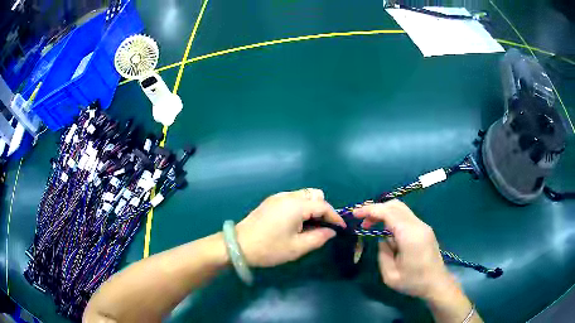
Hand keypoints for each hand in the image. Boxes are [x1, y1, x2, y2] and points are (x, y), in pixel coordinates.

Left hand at [235, 188, 345, 267]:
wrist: (238, 246)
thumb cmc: (269, 249)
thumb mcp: (297, 248)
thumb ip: (318, 238)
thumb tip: (331, 231)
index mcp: (296, 206)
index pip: (323, 206)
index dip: (335, 217)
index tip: (342, 228)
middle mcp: (288, 196)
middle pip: (314, 195)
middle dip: (323, 209)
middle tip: (323, 227)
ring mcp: (278, 197)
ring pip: (304, 195)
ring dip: (312, 207)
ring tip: (310, 226)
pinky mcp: (271, 201)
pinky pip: (293, 198)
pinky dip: (301, 207)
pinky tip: (296, 222)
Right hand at [353, 200, 458, 300]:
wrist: (436, 283)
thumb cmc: (413, 282)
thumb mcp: (390, 275)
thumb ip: (382, 253)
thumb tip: (383, 238)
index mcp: (409, 235)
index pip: (388, 212)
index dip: (370, 210)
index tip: (355, 214)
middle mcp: (418, 225)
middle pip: (395, 205)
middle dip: (376, 209)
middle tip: (363, 222)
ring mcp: (423, 226)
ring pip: (401, 209)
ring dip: (384, 213)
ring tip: (372, 226)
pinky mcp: (424, 229)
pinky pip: (406, 216)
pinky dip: (393, 218)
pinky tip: (386, 231)